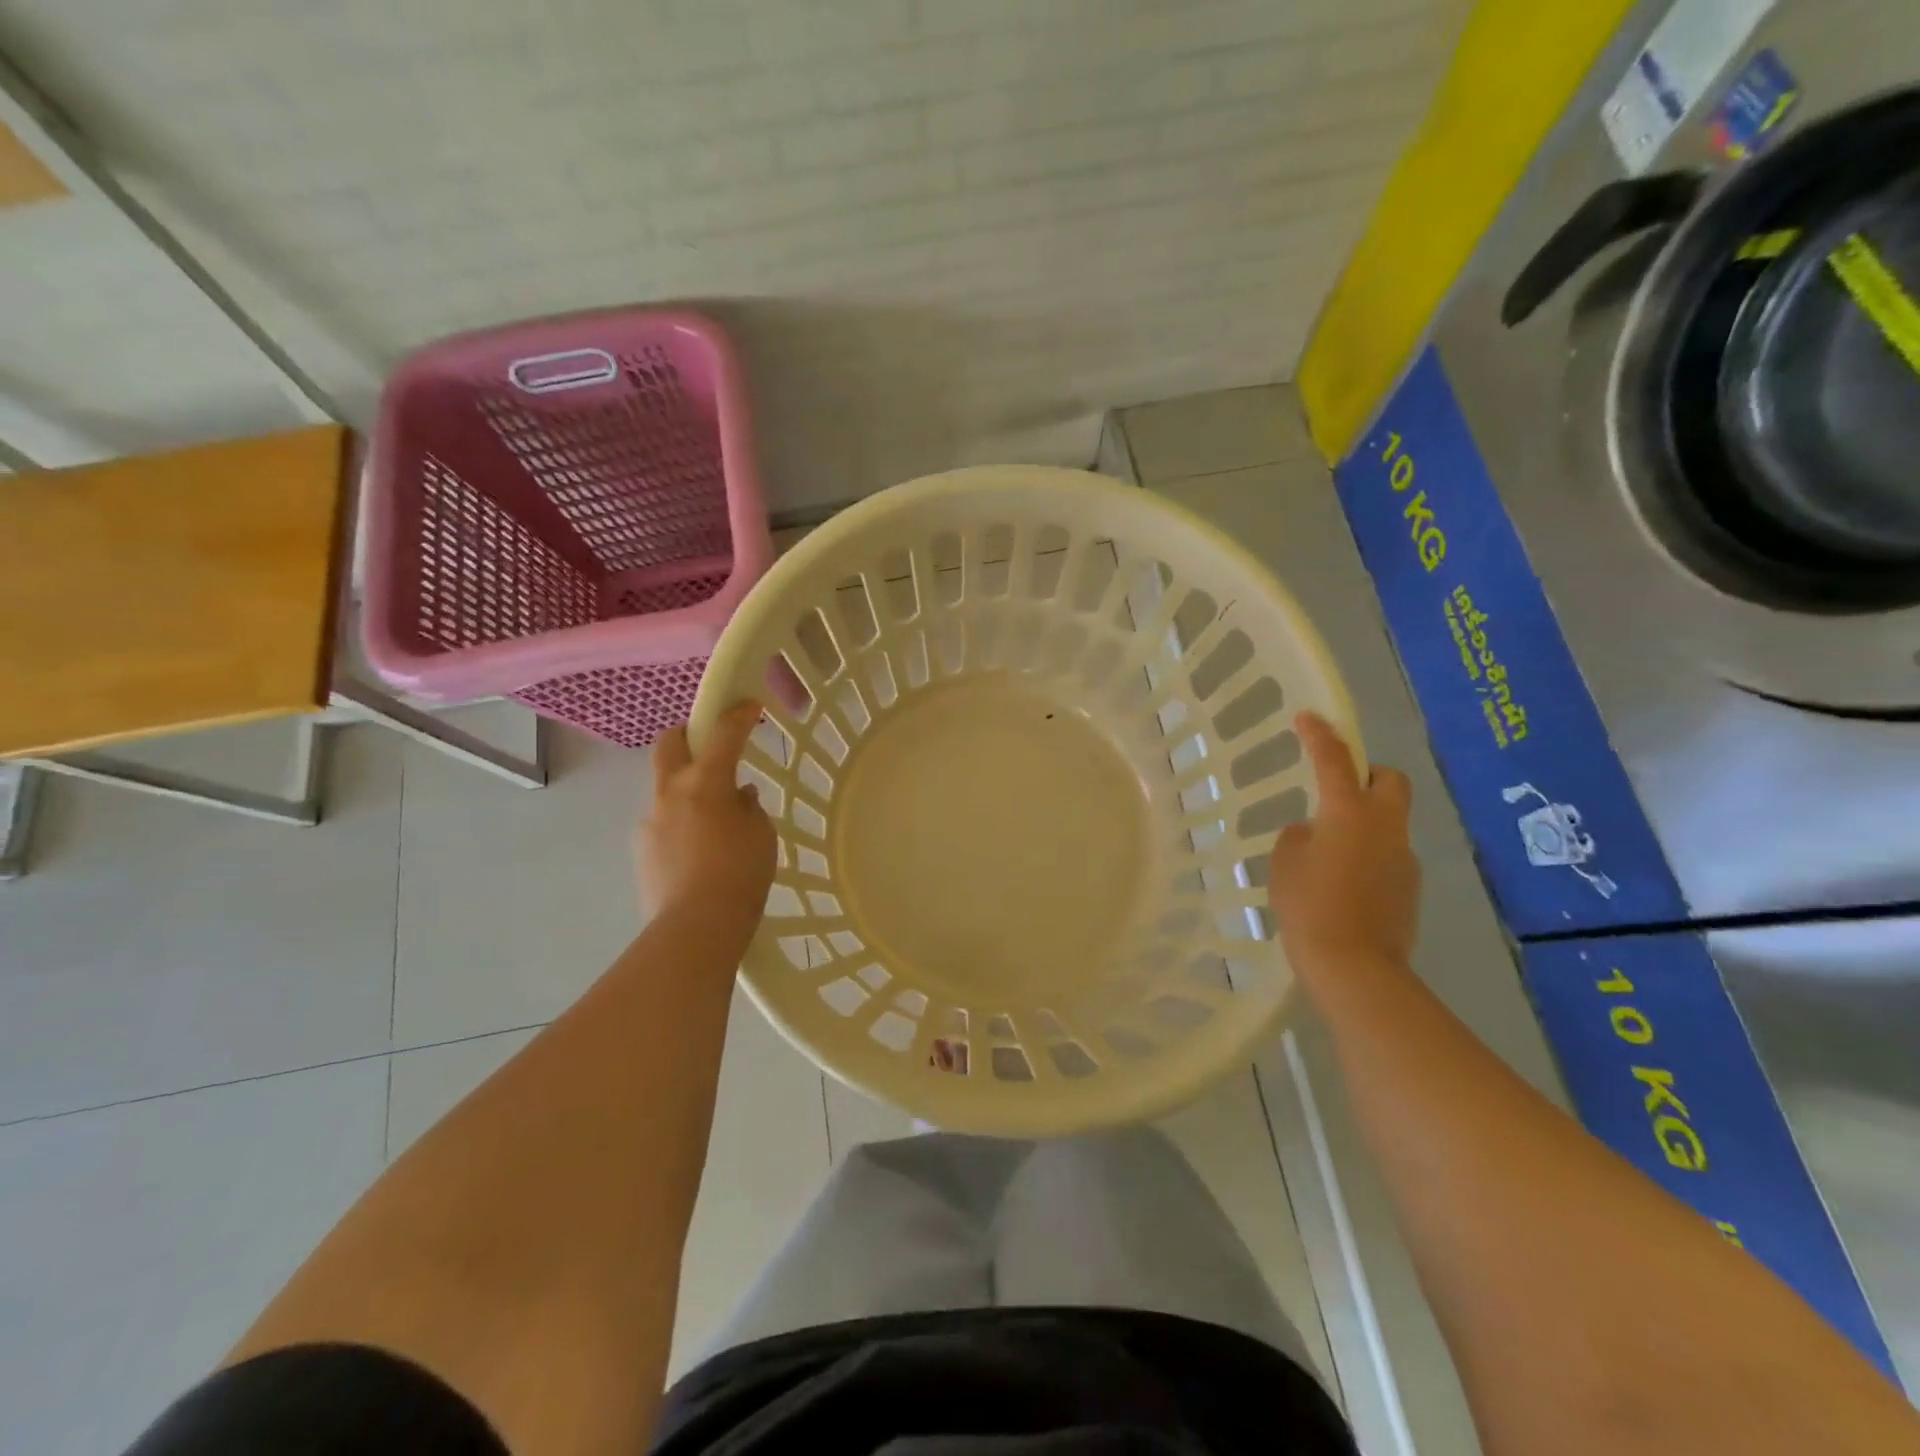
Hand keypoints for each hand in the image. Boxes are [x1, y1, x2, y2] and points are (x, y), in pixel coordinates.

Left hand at [639, 702, 776, 920]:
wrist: (695, 928)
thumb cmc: (740, 875)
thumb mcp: (761, 836)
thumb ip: (749, 808)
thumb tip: (739, 796)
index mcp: (704, 782)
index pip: (722, 734)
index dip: (738, 715)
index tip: (749, 705)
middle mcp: (671, 793)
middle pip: (670, 743)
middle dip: (688, 733)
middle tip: (710, 743)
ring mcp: (651, 820)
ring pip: (666, 786)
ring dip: (687, 786)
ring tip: (714, 817)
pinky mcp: (642, 849)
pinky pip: (664, 821)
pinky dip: (682, 821)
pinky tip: (700, 849)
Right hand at [1267, 711, 1420, 982]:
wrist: (1355, 966)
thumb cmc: (1309, 906)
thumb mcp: (1285, 864)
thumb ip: (1298, 837)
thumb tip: (1314, 834)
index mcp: (1348, 813)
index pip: (1334, 760)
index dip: (1320, 735)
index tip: (1308, 717)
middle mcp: (1384, 826)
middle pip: (1390, 780)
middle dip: (1368, 774)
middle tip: (1339, 788)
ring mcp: (1403, 857)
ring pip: (1390, 820)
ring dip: (1365, 821)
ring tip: (1331, 852)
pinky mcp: (1410, 886)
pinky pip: (1389, 854)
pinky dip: (1369, 855)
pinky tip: (1345, 884)